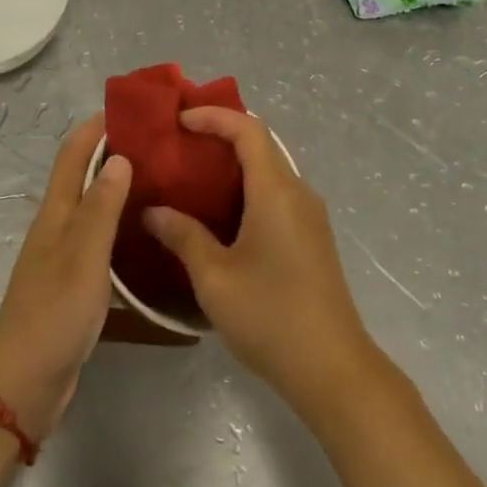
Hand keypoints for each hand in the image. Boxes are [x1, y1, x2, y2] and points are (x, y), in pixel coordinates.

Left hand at [0, 113, 129, 441]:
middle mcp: (58, 227)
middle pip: (85, 176)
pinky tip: (151, 234)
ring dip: (122, 189)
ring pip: (96, 209)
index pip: (73, 154)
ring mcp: (66, 256)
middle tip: (161, 144)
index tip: (132, 108)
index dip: (96, 127)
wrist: (25, 384)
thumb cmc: (53, 314)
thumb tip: (120, 157)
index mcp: (56, 214)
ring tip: (165, 181)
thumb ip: (101, 208)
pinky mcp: (77, 283)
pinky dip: (124, 226)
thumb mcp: (82, 257)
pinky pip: (103, 241)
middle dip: (115, 152)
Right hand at [143, 107, 376, 412]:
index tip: (179, 121)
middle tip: (178, 145)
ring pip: (269, 170)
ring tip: (191, 176)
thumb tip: (153, 211)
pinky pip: (276, 194)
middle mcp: (298, 193)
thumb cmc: (270, 317)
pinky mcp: (312, 237)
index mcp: (276, 192)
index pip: (248, 130)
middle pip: (261, 145)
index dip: (214, 116)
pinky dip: (246, 188)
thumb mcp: (214, 278)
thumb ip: (183, 236)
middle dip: (220, 136)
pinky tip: (218, 214)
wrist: (333, 369)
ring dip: (233, 164)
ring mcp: (309, 216)